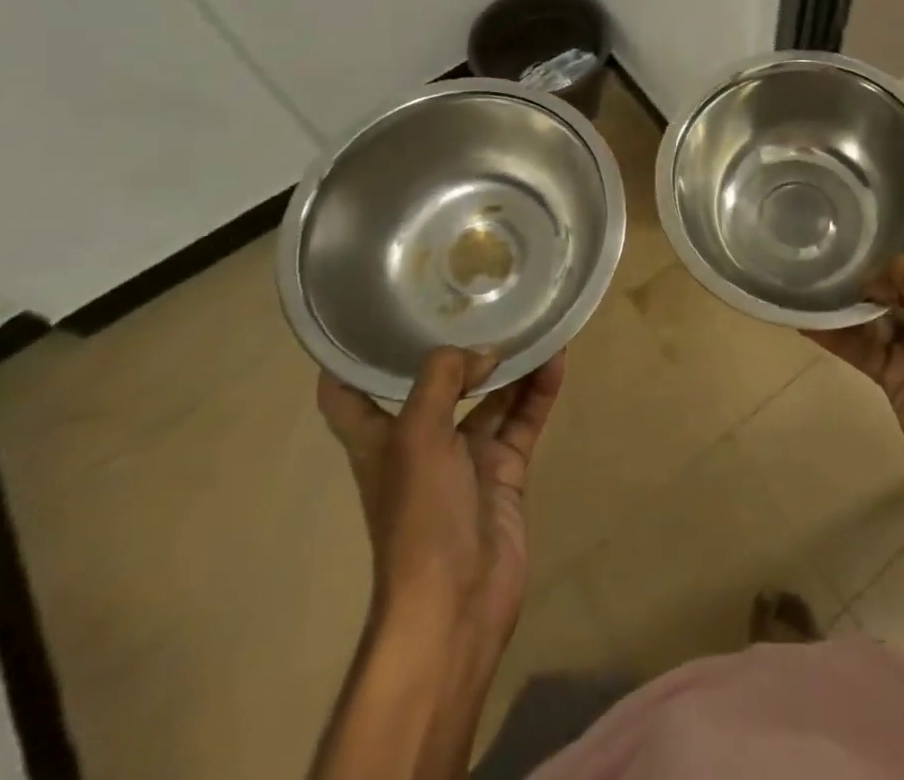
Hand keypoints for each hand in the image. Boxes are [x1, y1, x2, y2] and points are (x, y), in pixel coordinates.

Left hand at [317, 348, 563, 658]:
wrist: (457, 602)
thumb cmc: (419, 517)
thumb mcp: (417, 437)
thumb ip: (443, 380)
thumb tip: (482, 352)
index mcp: (379, 437)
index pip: (347, 394)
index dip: (350, 359)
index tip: (370, 317)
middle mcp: (419, 442)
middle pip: (435, 386)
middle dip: (457, 349)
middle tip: (483, 301)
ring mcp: (464, 458)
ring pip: (489, 398)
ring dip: (510, 365)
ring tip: (535, 323)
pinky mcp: (504, 472)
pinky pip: (522, 420)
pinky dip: (538, 391)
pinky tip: (556, 360)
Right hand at [808, 223, 903, 530]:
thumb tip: (872, 270)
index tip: (892, 182)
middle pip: (899, 269)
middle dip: (871, 247)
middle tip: (830, 217)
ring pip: (871, 306)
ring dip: (845, 291)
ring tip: (808, 261)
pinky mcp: (889, 370)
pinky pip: (856, 344)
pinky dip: (831, 333)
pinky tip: (801, 317)